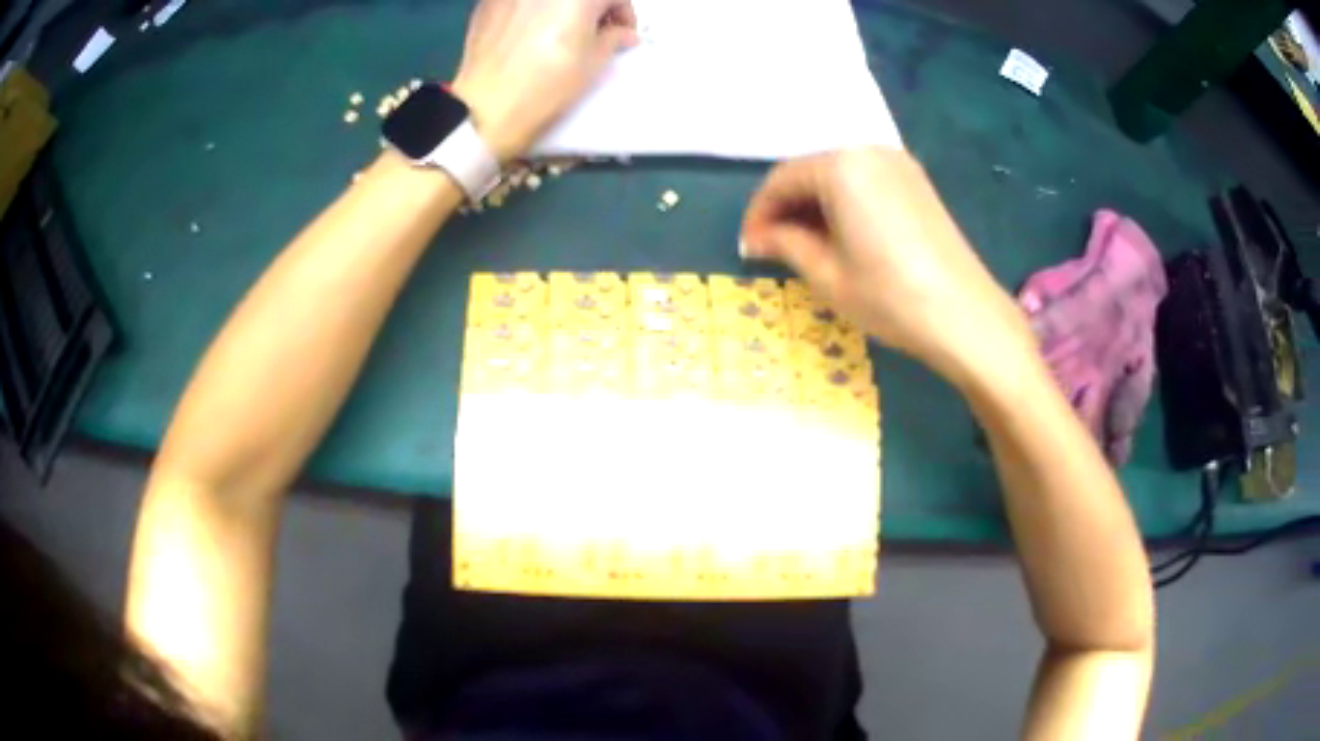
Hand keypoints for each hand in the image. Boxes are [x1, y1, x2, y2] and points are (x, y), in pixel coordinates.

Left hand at [452, 0, 638, 161]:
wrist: (486, 107)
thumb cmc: (547, 84)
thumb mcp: (593, 64)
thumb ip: (613, 39)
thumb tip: (623, 34)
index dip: (625, 14)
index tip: (621, 34)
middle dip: (593, 9)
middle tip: (592, 32)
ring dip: (561, 8)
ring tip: (558, 32)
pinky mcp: (488, 3)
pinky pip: (520, 1)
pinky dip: (531, 10)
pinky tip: (527, 34)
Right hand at [740, 148, 1036, 386]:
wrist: (965, 317)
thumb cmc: (890, 297)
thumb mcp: (827, 275)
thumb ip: (786, 245)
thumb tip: (758, 239)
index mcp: (841, 166)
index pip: (782, 180)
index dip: (759, 213)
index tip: (749, 247)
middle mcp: (869, 151)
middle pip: (811, 172)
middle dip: (787, 208)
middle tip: (773, 248)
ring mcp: (898, 165)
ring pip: (839, 177)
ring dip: (815, 206)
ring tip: (804, 246)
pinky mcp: (917, 183)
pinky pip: (865, 183)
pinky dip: (844, 204)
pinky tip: (841, 236)